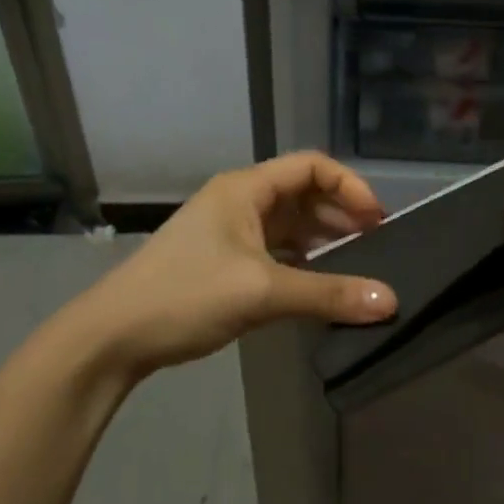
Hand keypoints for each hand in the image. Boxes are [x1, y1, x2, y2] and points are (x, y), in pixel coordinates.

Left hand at [52, 153, 397, 382]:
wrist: (112, 337)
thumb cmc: (186, 296)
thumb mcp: (262, 292)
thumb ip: (328, 294)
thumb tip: (390, 302)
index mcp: (245, 189)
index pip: (311, 166)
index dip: (349, 186)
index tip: (377, 220)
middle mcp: (239, 201)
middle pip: (303, 194)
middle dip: (342, 214)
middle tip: (378, 243)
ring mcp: (230, 232)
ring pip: (290, 224)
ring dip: (324, 239)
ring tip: (358, 263)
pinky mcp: (224, 261)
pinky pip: (276, 250)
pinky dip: (302, 260)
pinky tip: (320, 282)